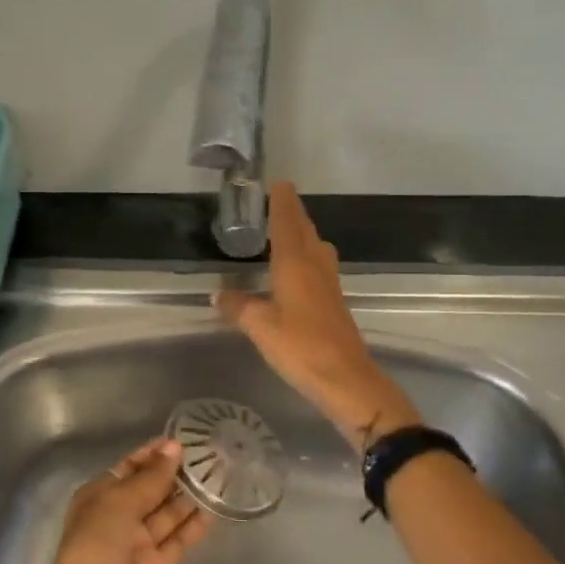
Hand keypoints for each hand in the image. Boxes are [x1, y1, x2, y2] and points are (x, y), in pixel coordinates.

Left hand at [34, 436, 213, 563]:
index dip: (152, 455)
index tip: (181, 441)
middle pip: (149, 490)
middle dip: (174, 474)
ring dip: (188, 497)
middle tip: (208, 455)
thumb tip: (173, 448)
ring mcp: (136, 544)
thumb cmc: (95, 544)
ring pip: (166, 514)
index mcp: (99, 496)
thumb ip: (151, 477)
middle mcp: (117, 517)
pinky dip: (193, 526)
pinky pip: (177, 540)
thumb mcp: (120, 501)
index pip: (128, 468)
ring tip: (217, 476)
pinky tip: (215, 508)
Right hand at [215, 181, 420, 449]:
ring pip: (317, 249)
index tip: (279, 184)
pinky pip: (320, 268)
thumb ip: (239, 307)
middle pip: (305, 232)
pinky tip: (298, 272)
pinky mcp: (335, 304)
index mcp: (295, 265)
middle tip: (280, 202)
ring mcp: (329, 286)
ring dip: (304, 236)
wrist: (346, 379)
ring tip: (288, 234)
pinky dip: (308, 258)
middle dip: (294, 215)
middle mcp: (315, 268)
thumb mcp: (260, 327)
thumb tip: (219, 293)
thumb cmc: (300, 347)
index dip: (282, 204)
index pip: (287, 224)